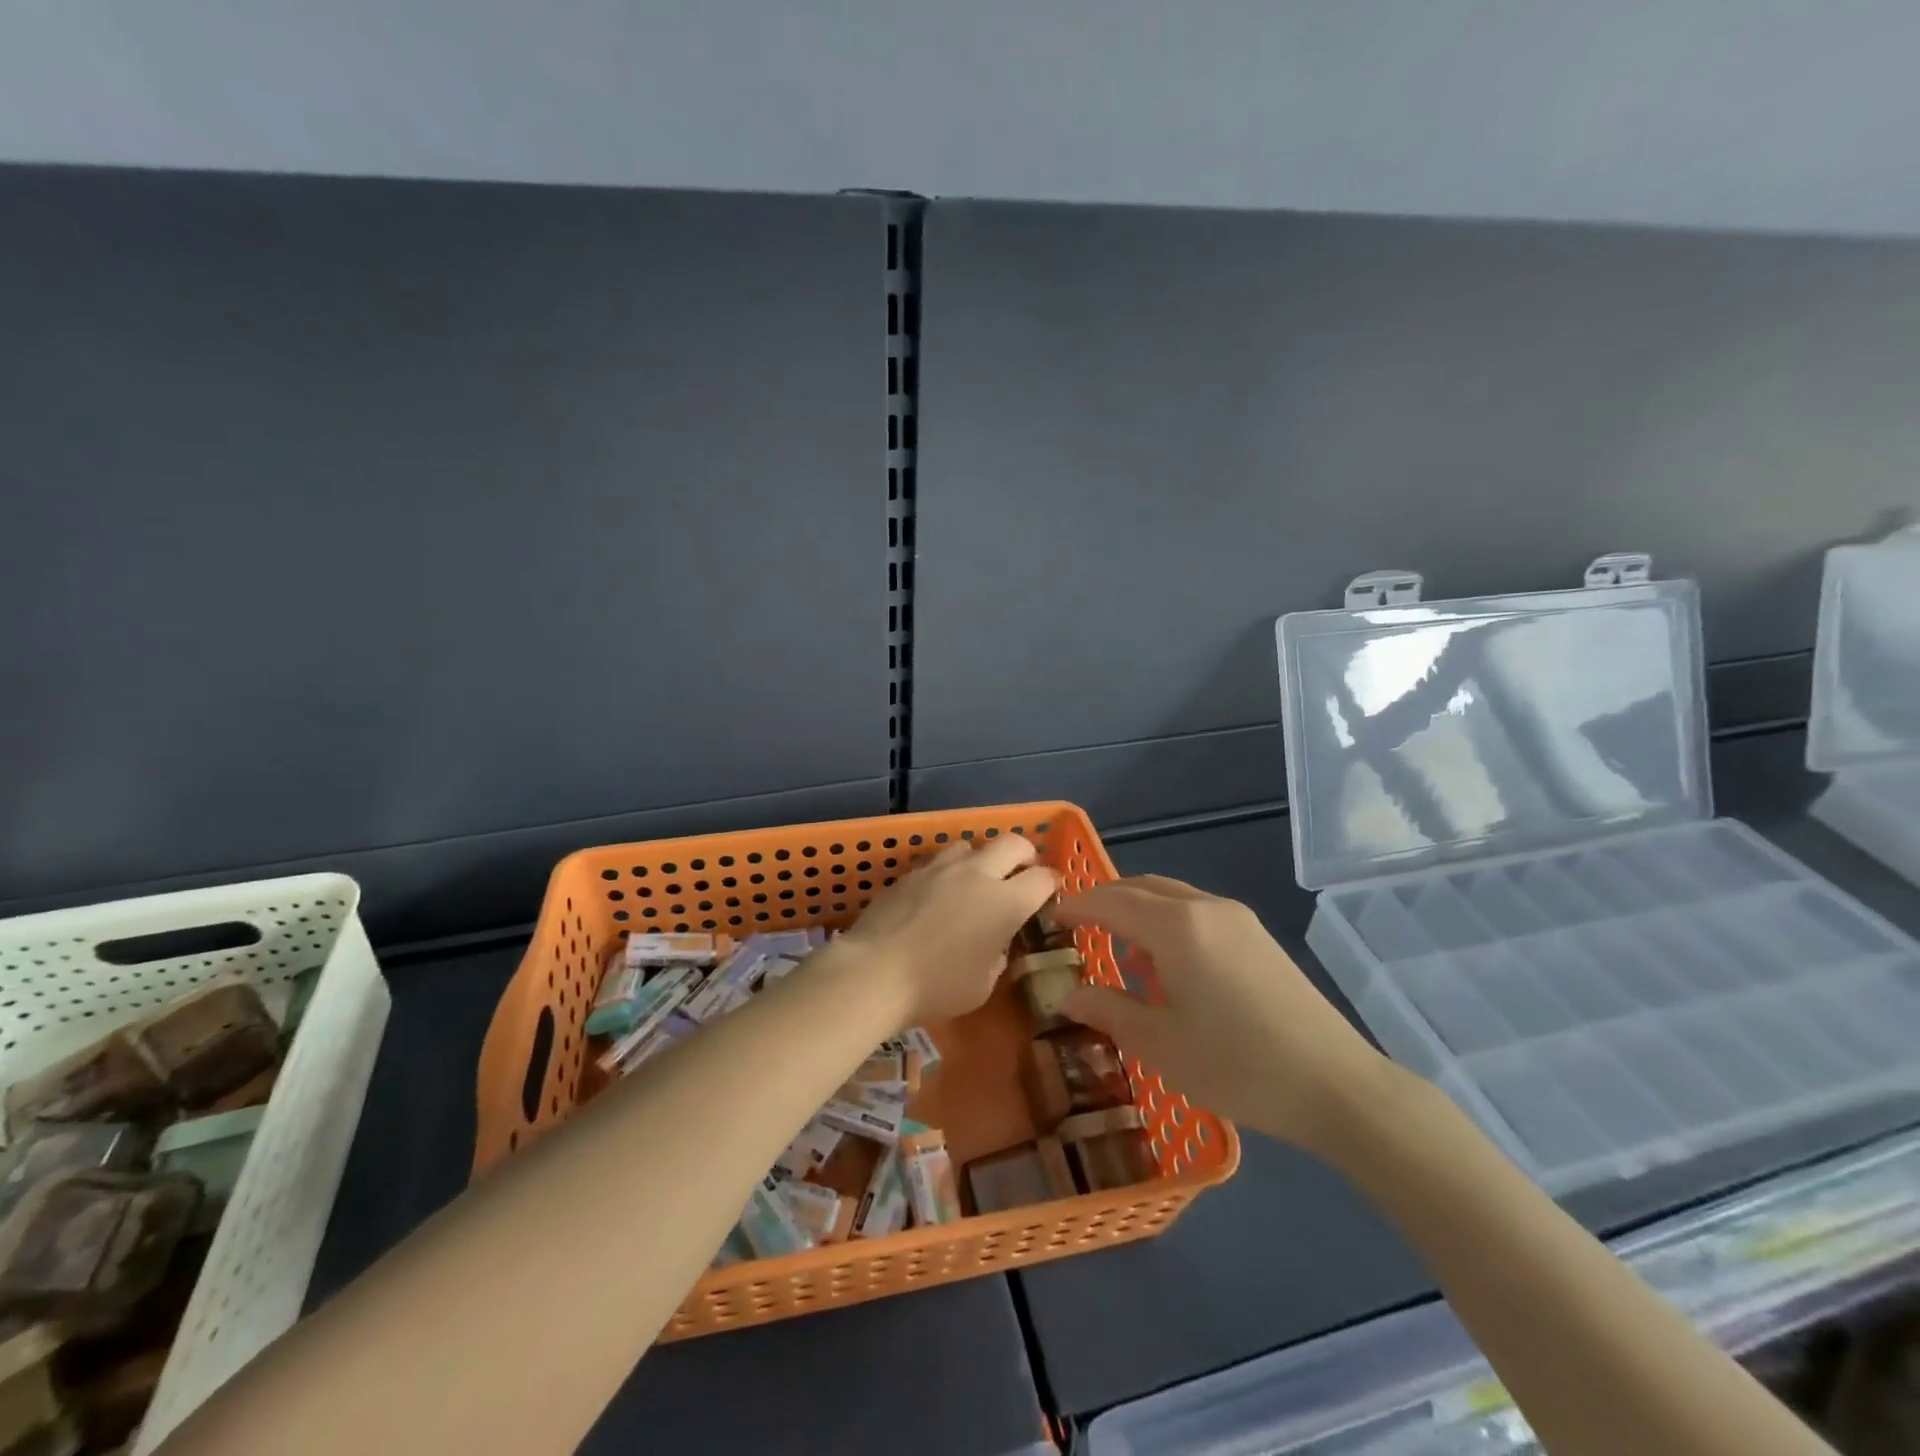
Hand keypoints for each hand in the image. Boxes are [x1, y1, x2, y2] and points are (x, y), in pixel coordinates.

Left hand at [836, 837, 1056, 1024]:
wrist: (875, 971)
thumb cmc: (937, 987)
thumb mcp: (982, 985)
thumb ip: (997, 956)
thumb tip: (994, 943)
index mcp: (1006, 902)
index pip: (1042, 878)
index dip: (1051, 883)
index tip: (1050, 891)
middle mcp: (978, 874)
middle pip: (1012, 842)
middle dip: (1024, 854)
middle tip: (1021, 872)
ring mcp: (941, 868)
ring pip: (970, 845)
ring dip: (980, 859)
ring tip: (974, 880)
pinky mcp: (910, 872)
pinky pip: (937, 861)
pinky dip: (946, 872)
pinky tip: (937, 894)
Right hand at [1056, 876, 1394, 1154]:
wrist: (1336, 1085)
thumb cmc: (1237, 1065)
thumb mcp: (1160, 1044)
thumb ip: (1109, 1011)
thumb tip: (1067, 995)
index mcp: (1176, 926)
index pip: (1111, 900)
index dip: (1078, 905)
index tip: (1052, 916)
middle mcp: (1205, 908)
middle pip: (1142, 887)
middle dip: (1106, 901)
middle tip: (1079, 927)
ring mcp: (1237, 918)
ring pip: (1172, 896)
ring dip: (1139, 910)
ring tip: (1120, 949)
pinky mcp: (1258, 936)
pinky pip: (1197, 911)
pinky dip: (1168, 921)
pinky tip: (1167, 964)